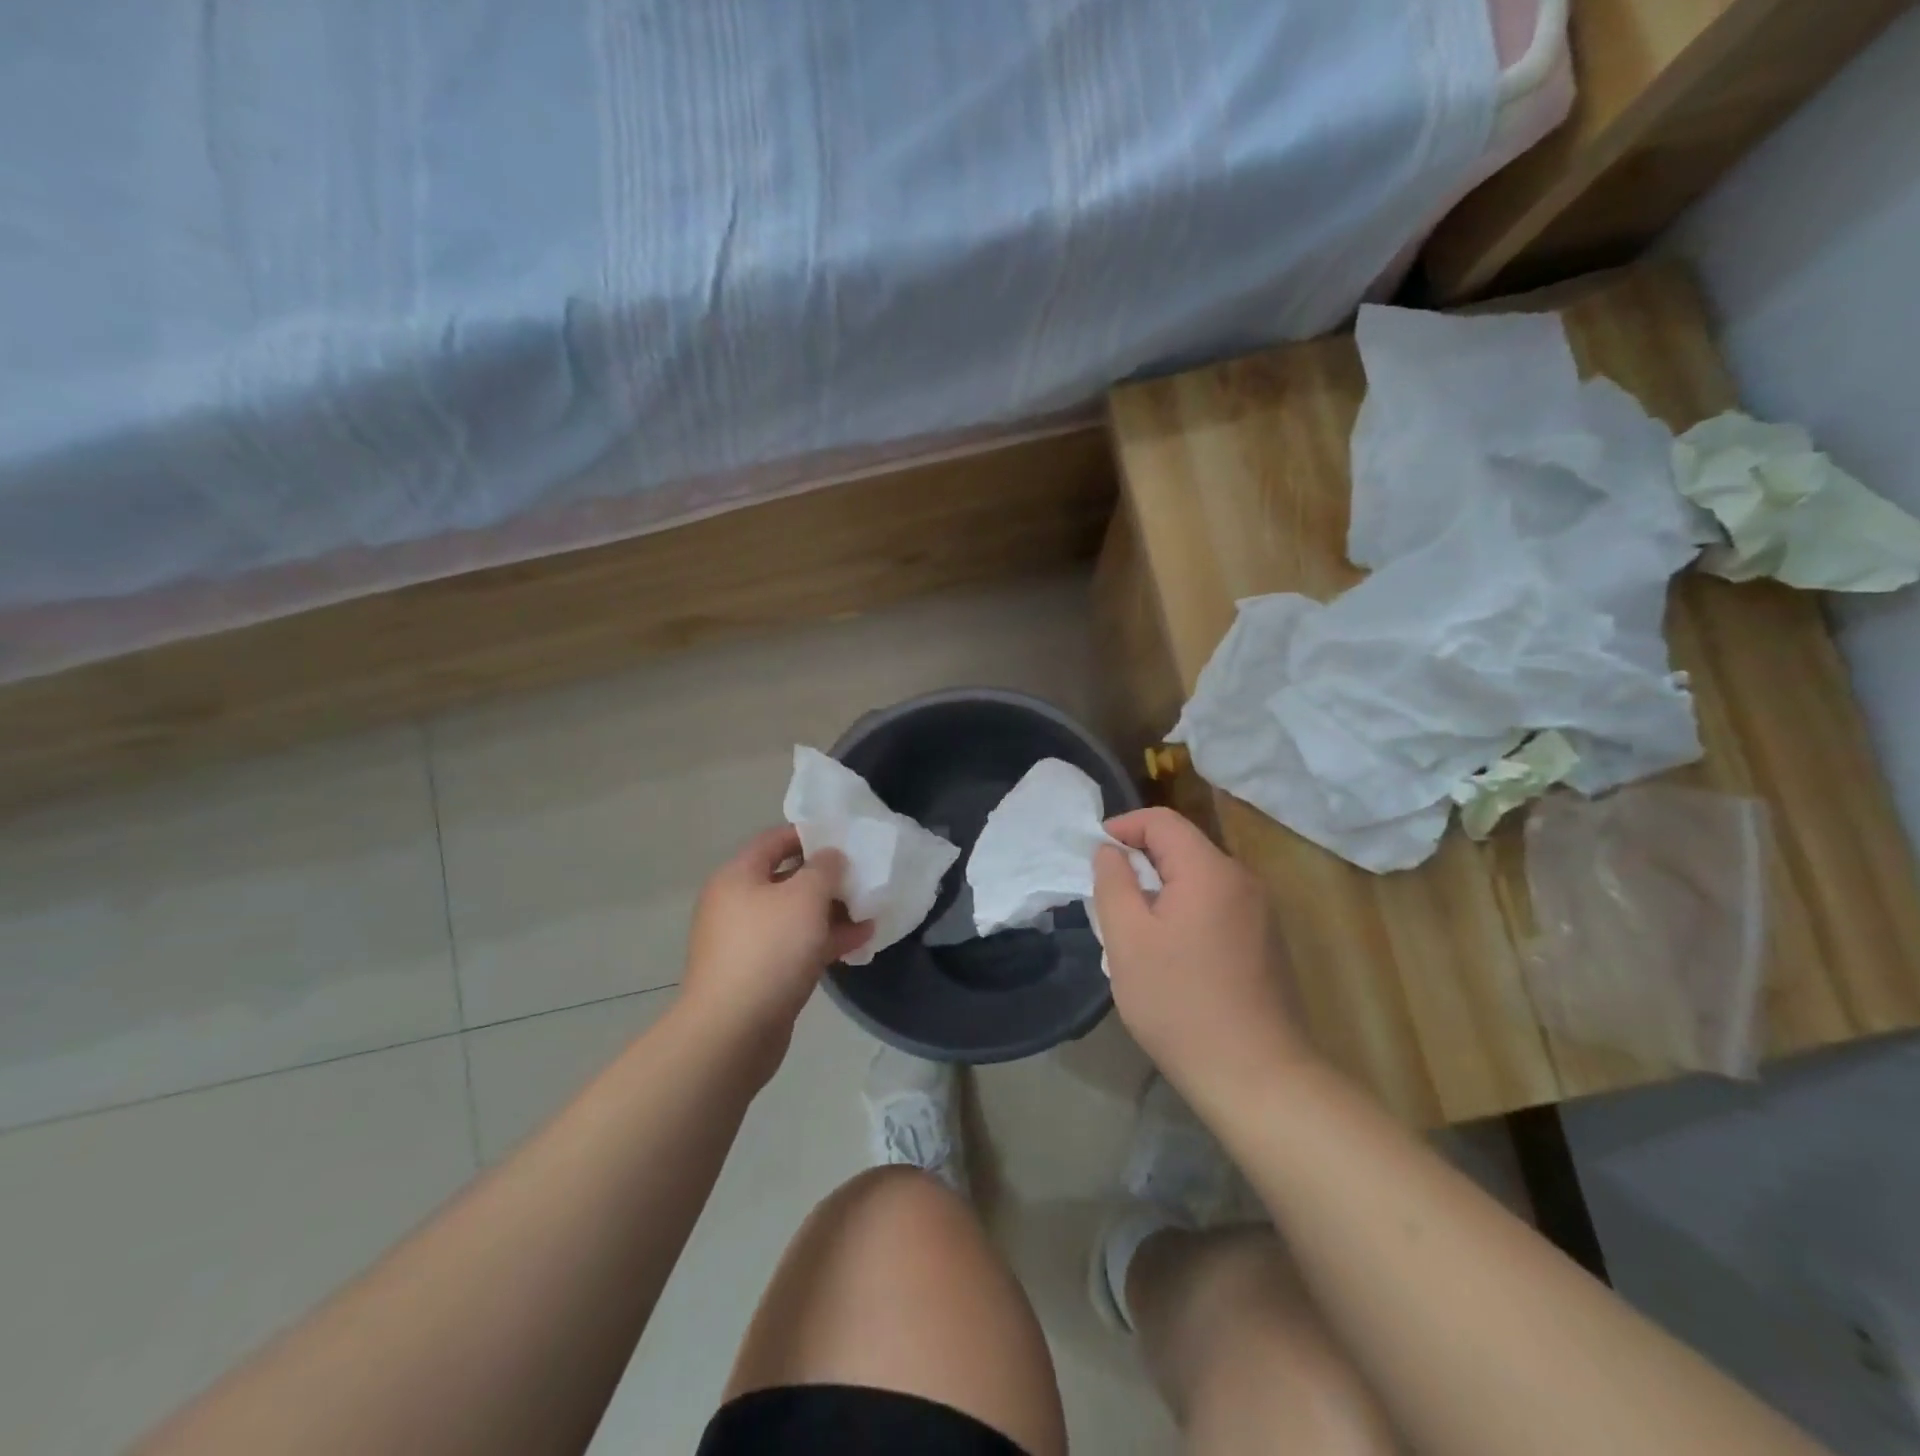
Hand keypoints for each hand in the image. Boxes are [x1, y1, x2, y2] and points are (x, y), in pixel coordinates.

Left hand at [680, 825, 872, 1079]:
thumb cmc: (769, 950)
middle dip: (827, 878)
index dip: (809, 834)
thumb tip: (830, 857)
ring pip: (795, 916)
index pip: (774, 840)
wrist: (732, 1032)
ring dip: (832, 912)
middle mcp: (737, 904)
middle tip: (863, 877)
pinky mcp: (759, 974)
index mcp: (738, 877)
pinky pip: (795, 946)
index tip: (845, 837)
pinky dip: (824, 941)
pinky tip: (859, 942)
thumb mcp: (805, 897)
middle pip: (787, 879)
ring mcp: (746, 942)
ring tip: (870, 911)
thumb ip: (825, 868)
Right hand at [1094, 808, 1308, 1108]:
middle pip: (1183, 848)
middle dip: (1141, 862)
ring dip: (1161, 889)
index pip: (1162, 821)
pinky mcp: (1266, 941)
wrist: (1256, 1075)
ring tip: (1134, 929)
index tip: (1094, 854)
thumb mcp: (1127, 939)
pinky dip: (1185, 911)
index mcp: (1210, 870)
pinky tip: (1170, 954)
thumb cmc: (1179, 1002)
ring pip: (1198, 879)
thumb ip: (1113, 883)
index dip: (1124, 827)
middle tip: (1109, 898)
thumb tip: (1111, 851)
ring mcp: (1260, 912)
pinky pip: (1216, 905)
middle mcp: (1242, 880)